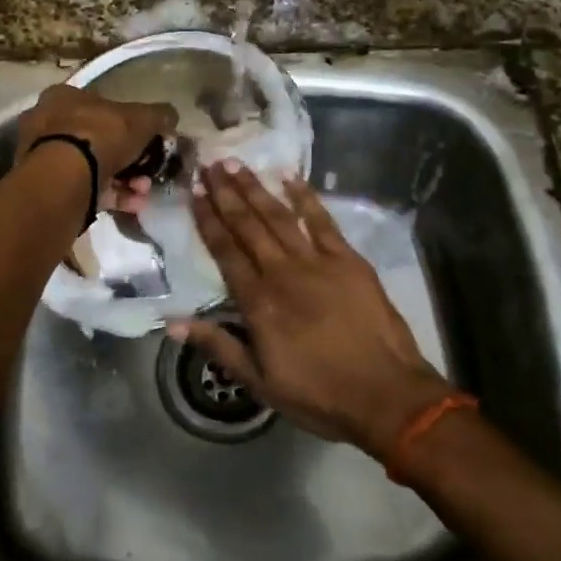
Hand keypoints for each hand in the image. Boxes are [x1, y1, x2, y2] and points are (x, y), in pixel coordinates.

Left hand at [16, 84, 177, 212]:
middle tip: (148, 170)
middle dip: (128, 157)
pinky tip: (134, 204)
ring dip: (124, 179)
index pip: (98, 104)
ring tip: (143, 190)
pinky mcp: (47, 187)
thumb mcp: (142, 118)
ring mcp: (43, 157)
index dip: (127, 123)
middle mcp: (47, 123)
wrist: (65, 177)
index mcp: (63, 97)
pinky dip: (111, 196)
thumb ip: (158, 115)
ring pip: (92, 167)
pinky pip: (86, 188)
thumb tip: (170, 116)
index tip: (147, 140)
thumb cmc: (100, 134)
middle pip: (96, 139)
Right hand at [172, 161, 453, 454]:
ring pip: (279, 216)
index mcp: (258, 302)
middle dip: (226, 193)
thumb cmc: (318, 394)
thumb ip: (218, 346)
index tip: (193, 193)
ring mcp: (318, 262)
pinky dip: (305, 198)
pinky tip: (290, 177)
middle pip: (248, 225)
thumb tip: (174, 321)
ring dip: (256, 189)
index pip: (225, 251)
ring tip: (236, 165)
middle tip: (208, 166)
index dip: (207, 219)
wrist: (386, 395)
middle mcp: (283, 272)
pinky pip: (322, 221)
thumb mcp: (259, 382)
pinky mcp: (349, 260)